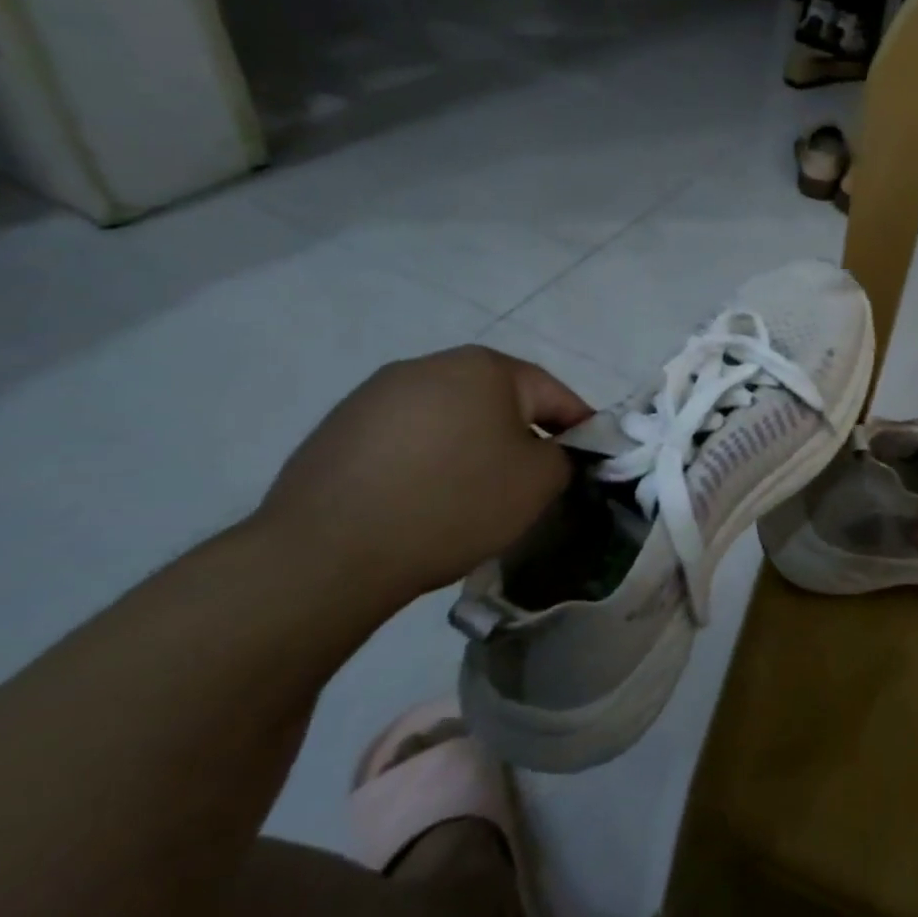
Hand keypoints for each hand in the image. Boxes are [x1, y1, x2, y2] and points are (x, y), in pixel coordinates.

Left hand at [253, 345, 594, 603]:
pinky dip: (426, 461)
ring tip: (472, 495)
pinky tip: (422, 500)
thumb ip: (564, 456)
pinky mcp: (339, 428)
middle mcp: (429, 365)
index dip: (578, 428)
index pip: (552, 393)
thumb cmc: (454, 503)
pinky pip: (406, 439)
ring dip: (471, 447)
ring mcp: (376, 394)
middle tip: (530, 481)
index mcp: (483, 367)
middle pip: (498, 400)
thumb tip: (551, 452)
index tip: (588, 462)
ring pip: (450, 418)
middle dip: (520, 436)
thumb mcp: (538, 482)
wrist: (329, 551)